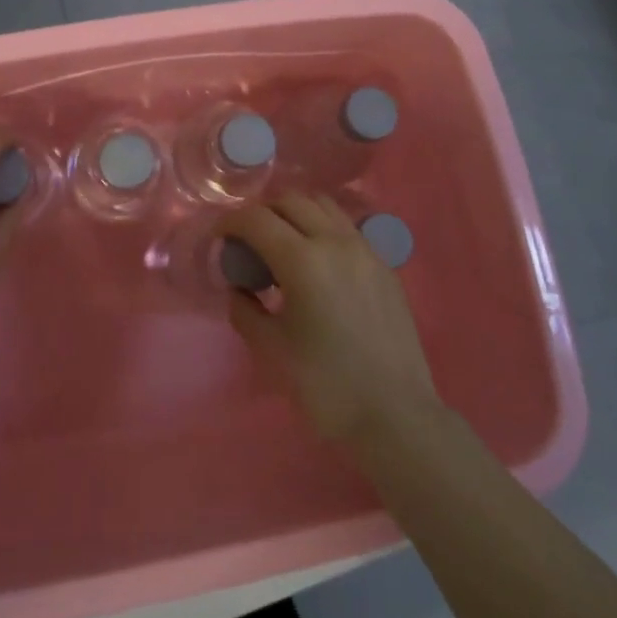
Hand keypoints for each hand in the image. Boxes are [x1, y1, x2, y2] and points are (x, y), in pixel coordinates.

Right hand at [223, 192, 439, 446]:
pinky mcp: (385, 265)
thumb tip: (238, 289)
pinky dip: (323, 228)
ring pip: (323, 206)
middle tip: (248, 241)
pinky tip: (318, 262)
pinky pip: (347, 228)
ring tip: (283, 244)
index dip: (230, 221)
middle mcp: (335, 242)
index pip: (256, 219)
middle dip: (262, 212)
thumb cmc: (327, 386)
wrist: (397, 416)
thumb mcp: (272, 350)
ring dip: (295, 213)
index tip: (219, 237)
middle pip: (291, 201)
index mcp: (303, 260)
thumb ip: (246, 310)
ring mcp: (365, 250)